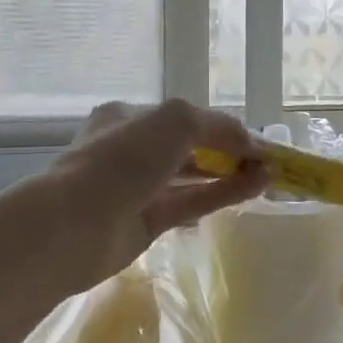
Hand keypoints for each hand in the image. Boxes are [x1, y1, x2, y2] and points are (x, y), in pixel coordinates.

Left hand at [42, 100, 268, 291]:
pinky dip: (222, 195)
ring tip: (269, 175)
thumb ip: (217, 127)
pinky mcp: (147, 222)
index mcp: (129, 117)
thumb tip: (253, 144)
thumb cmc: (121, 159)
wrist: (73, 225)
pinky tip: (254, 189)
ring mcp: (139, 188)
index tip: (256, 139)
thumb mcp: (175, 122)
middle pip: (190, 147)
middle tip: (267, 160)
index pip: (183, 117)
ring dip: (231, 174)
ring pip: (193, 177)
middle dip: (228, 151)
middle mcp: (133, 150)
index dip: (221, 126)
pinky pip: (191, 203)